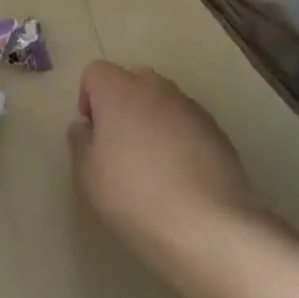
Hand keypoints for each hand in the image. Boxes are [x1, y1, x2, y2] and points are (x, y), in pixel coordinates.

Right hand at [69, 61, 254, 274]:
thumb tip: (85, 126)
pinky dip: (180, 137)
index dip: (88, 98)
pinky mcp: (218, 132)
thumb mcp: (88, 176)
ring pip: (163, 100)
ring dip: (153, 119)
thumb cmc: (134, 197)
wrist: (207, 226)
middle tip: (120, 145)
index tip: (93, 134)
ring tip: (154, 164)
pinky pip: (188, 123)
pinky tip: (181, 176)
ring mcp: (191, 108)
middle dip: (122, 103)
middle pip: (132, 79)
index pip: (96, 71)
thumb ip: (80, 142)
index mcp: (119, 92)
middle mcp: (156, 89)